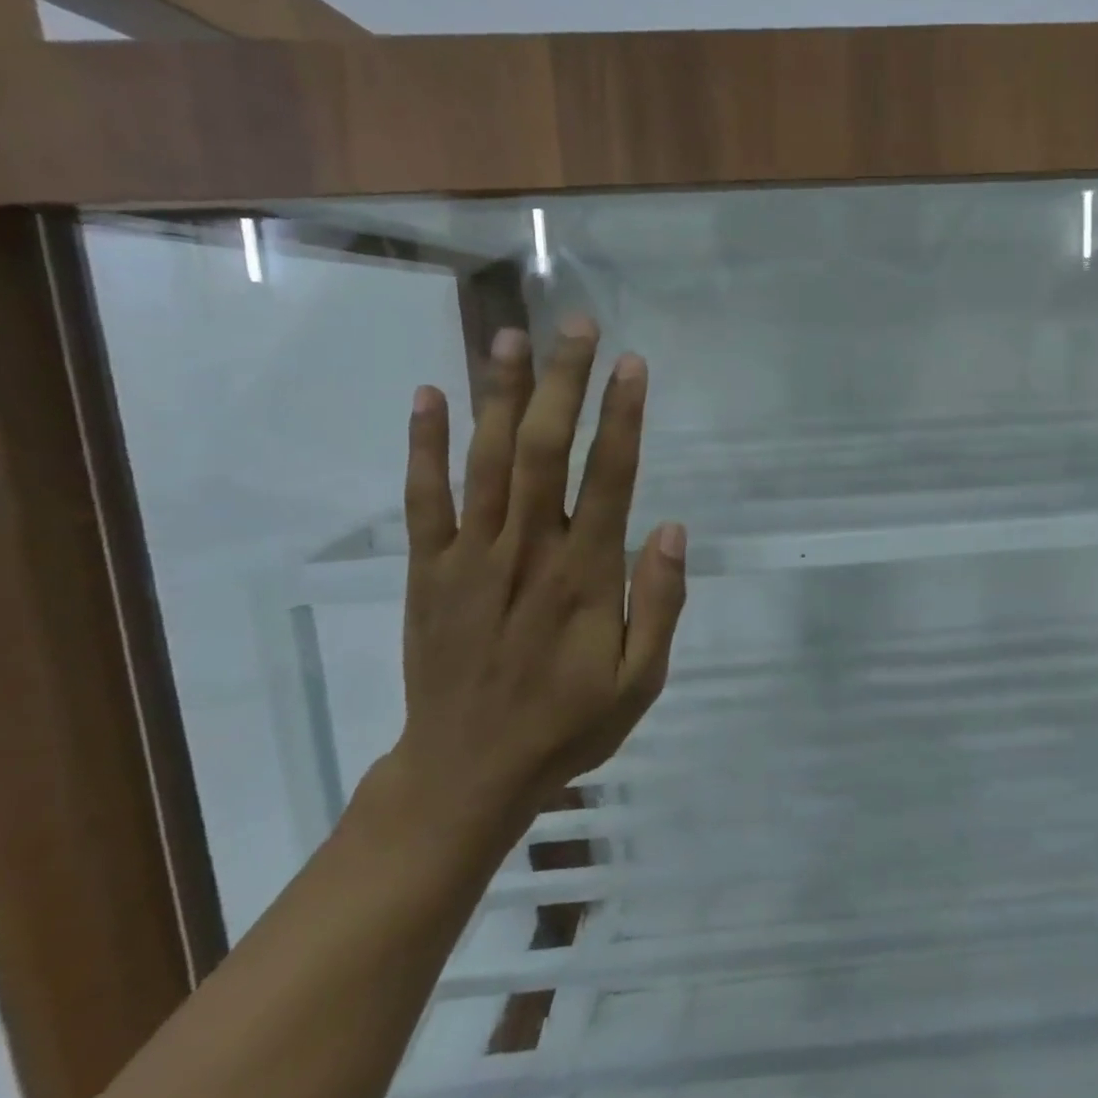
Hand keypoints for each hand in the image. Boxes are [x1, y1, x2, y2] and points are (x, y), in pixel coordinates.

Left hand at [386, 320, 685, 841]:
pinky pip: (423, 500)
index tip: (631, 365)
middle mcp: (526, 551)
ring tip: (510, 336)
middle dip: (563, 383)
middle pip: (543, 451)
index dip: (621, 417)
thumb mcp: (639, 681)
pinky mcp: (427, 571)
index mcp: (584, 576)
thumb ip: (659, 604)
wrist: (466, 772)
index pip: (607, 479)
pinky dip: (424, 447)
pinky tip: (430, 396)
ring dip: (499, 395)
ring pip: (484, 461)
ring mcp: (469, 557)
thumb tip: (673, 529)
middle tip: (576, 324)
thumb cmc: (567, 724)